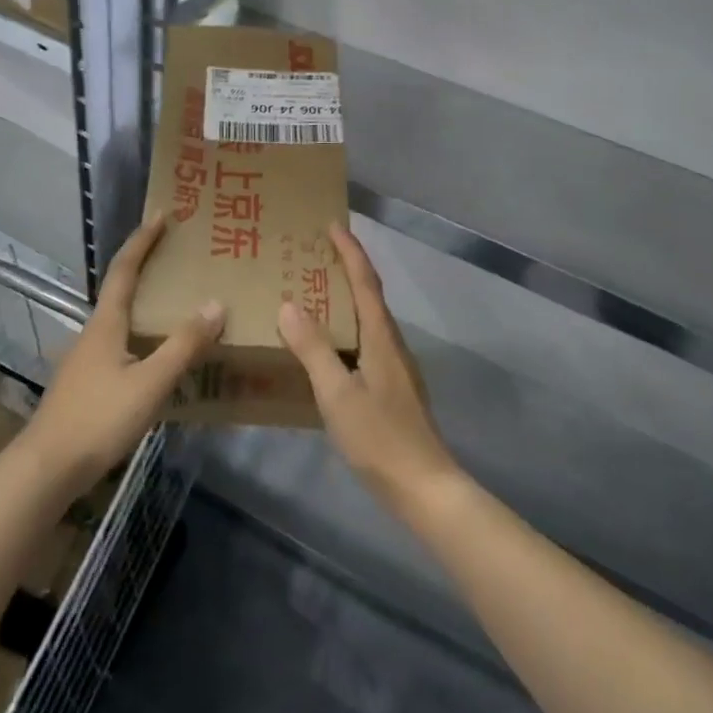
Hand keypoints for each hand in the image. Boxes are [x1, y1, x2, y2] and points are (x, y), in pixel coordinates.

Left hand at [19, 215, 225, 498]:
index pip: (124, 269)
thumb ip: (183, 345)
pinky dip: (143, 335)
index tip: (161, 215)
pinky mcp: (87, 383)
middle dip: (146, 266)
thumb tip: (215, 303)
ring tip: (177, 302)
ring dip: (146, 303)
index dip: (143, 241)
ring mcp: (87, 359)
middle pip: (121, 289)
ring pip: (121, 319)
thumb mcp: (150, 382)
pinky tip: (159, 355)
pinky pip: (121, 344)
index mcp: (106, 323)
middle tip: (178, 255)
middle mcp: (93, 333)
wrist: (47, 467)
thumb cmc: (98, 418)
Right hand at [278, 222, 461, 511]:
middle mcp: (391, 345)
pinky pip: (364, 343)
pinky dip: (345, 329)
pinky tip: (326, 347)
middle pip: (370, 296)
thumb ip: (313, 349)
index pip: (365, 283)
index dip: (350, 252)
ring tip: (314, 293)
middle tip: (315, 254)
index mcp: (381, 339)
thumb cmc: (379, 438)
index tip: (333, 224)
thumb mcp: (338, 394)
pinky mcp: (391, 389)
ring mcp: (394, 369)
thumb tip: (289, 304)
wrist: (424, 488)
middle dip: (347, 269)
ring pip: (368, 321)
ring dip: (346, 299)